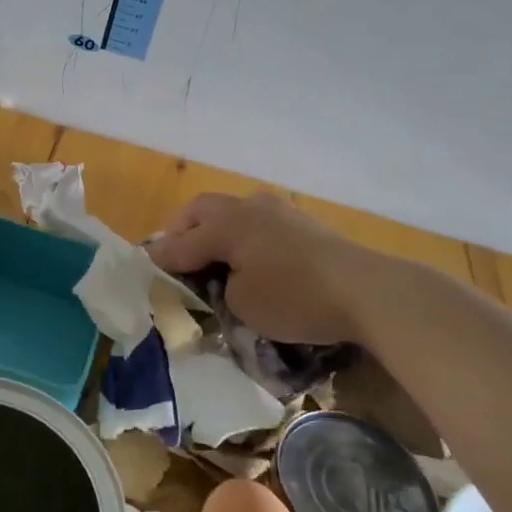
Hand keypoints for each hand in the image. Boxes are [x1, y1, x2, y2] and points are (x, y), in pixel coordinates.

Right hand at [145, 192, 370, 345]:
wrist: (367, 291)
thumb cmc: (296, 298)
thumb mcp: (244, 304)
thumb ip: (217, 286)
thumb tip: (215, 276)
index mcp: (226, 224)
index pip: (180, 242)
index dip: (160, 258)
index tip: (144, 269)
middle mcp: (247, 207)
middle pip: (201, 210)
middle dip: (182, 230)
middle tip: (173, 255)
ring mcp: (277, 210)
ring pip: (230, 209)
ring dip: (212, 227)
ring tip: (209, 253)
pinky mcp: (301, 221)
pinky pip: (255, 219)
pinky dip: (240, 233)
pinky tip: (246, 254)